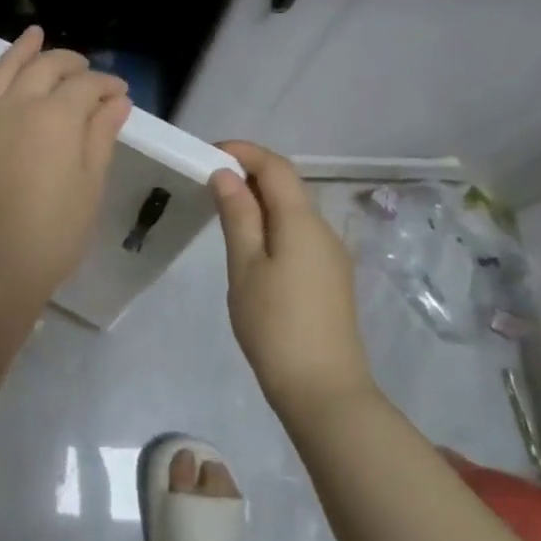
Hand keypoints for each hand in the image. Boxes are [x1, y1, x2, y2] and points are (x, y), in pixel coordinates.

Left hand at [0, 26, 132, 320]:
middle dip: (70, 63)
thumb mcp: (90, 184)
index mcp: (56, 116)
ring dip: (22, 50)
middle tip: (86, 69)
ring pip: (4, 70)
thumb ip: (101, 135)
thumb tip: (116, 101)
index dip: (106, 85)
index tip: (120, 94)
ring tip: (35, 34)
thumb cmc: (55, 231)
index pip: (85, 86)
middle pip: (45, 68)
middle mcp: (17, 105)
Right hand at [210, 141, 374, 417]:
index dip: (244, 152)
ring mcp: (331, 256)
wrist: (323, 389)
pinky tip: (251, 247)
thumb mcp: (245, 266)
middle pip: (288, 186)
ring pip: (294, 212)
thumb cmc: (274, 324)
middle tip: (208, 181)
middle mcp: (324, 230)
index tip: (208, 153)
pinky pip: (299, 235)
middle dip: (250, 174)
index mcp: (303, 222)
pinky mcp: (330, 278)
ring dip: (261, 201)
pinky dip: (273, 225)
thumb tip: (227, 174)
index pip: (276, 167)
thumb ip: (238, 215)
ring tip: (223, 212)